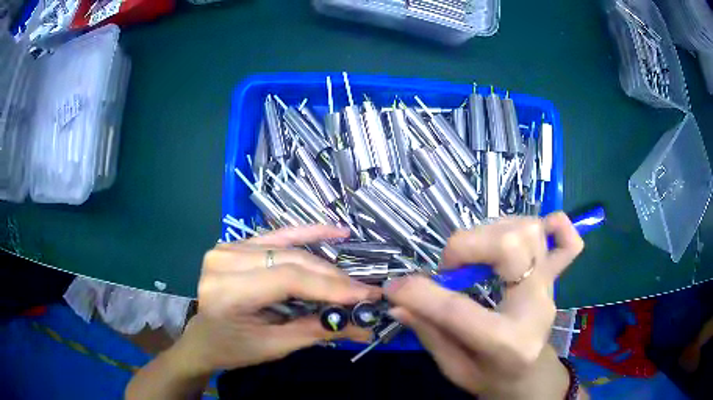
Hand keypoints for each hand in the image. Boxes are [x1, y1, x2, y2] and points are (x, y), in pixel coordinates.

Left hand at [177, 225, 381, 373]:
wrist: (203, 339)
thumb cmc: (233, 348)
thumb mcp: (274, 346)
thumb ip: (317, 331)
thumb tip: (363, 326)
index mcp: (227, 291)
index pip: (288, 280)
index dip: (331, 287)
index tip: (366, 296)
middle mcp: (224, 261)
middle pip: (291, 261)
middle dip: (332, 278)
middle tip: (363, 292)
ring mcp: (228, 247)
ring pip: (289, 249)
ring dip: (324, 263)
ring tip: (351, 278)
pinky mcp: (235, 244)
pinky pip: (277, 235)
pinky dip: (308, 233)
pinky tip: (335, 232)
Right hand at [386, 213, 583, 398]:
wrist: (529, 376)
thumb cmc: (490, 377)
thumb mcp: (453, 368)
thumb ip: (429, 333)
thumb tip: (399, 301)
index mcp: (508, 343)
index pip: (459, 310)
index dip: (419, 293)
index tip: (394, 287)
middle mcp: (536, 306)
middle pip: (510, 247)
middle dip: (467, 245)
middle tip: (449, 267)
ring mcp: (550, 287)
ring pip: (529, 231)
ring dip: (493, 231)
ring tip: (475, 254)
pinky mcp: (555, 277)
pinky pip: (567, 240)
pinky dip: (549, 226)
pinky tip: (526, 236)